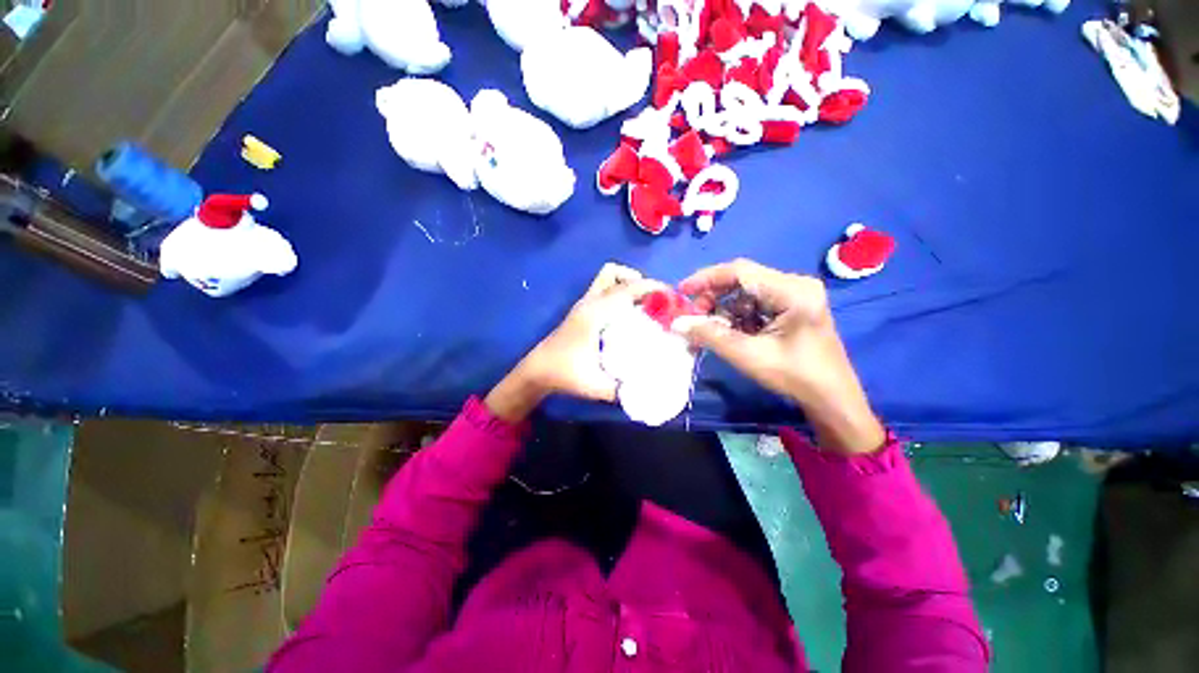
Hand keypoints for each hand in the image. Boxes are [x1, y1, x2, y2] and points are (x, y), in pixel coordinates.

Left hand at [485, 263, 665, 421]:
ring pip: (607, 278)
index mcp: (594, 313)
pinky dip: (619, 293)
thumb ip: (625, 389)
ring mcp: (583, 304)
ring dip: (627, 284)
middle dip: (639, 281)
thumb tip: (653, 387)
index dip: (652, 288)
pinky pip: (603, 290)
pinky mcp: (581, 310)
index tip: (672, 298)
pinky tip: (628, 315)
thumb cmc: (564, 374)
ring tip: (644, 306)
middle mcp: (589, 302)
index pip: (626, 289)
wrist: (536, 372)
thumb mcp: (597, 386)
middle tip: (655, 302)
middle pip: (614, 273)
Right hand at [678, 259, 885, 454]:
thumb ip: (710, 335)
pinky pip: (755, 304)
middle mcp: (795, 285)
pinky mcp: (791, 307)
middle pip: (742, 280)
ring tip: (708, 329)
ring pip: (746, 293)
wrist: (831, 399)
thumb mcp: (747, 354)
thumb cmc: (794, 376)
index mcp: (792, 290)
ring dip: (723, 309)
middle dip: (713, 297)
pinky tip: (727, 332)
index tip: (681, 291)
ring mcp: (795, 295)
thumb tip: (677, 323)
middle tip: (694, 316)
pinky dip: (736, 316)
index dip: (706, 278)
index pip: (740, 271)